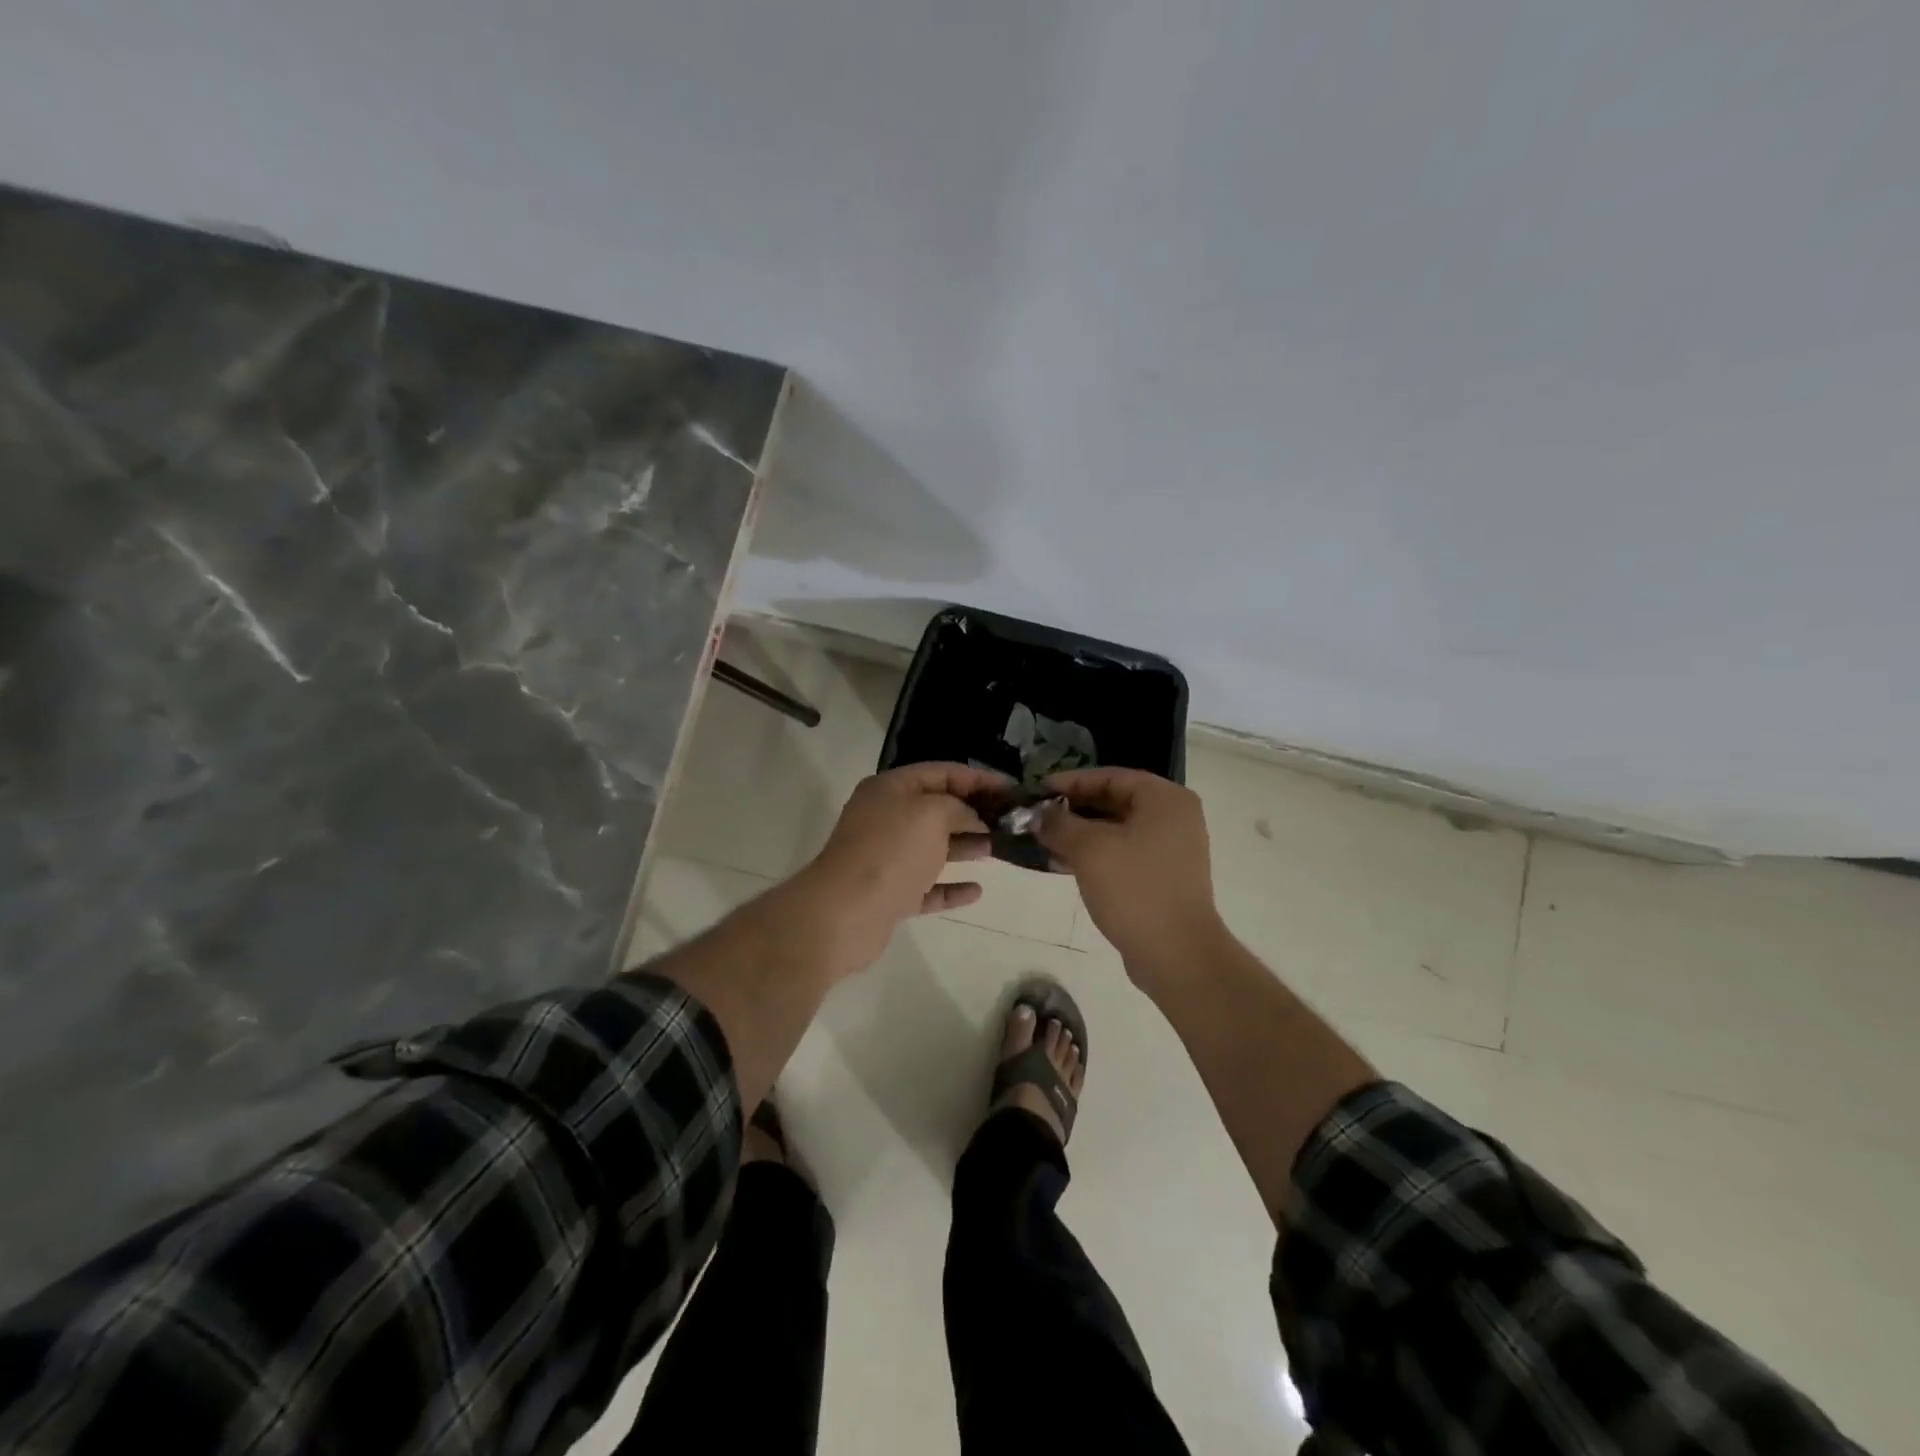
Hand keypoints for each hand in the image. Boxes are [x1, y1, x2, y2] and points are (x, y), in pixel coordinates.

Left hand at [794, 762, 1007, 973]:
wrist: (844, 913)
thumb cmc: (891, 852)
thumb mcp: (932, 814)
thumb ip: (959, 808)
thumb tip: (972, 819)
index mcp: (891, 789)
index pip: (941, 772)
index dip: (978, 779)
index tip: (1012, 790)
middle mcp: (886, 818)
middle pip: (937, 808)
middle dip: (974, 813)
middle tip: (1010, 822)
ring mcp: (886, 858)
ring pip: (933, 847)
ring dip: (965, 846)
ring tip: (999, 849)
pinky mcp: (890, 894)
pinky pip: (927, 886)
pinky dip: (950, 887)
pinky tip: (976, 890)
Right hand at [1035, 767, 1225, 982]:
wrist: (1177, 955)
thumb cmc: (1135, 890)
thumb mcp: (1090, 850)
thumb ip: (1059, 824)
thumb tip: (1038, 814)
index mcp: (1165, 799)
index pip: (1110, 777)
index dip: (1070, 781)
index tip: (1037, 790)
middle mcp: (1173, 817)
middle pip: (1114, 801)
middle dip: (1072, 809)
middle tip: (1036, 816)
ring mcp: (1170, 849)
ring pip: (1116, 830)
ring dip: (1079, 834)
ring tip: (1042, 840)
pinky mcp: (1162, 877)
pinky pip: (1123, 853)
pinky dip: (1094, 854)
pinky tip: (1062, 863)